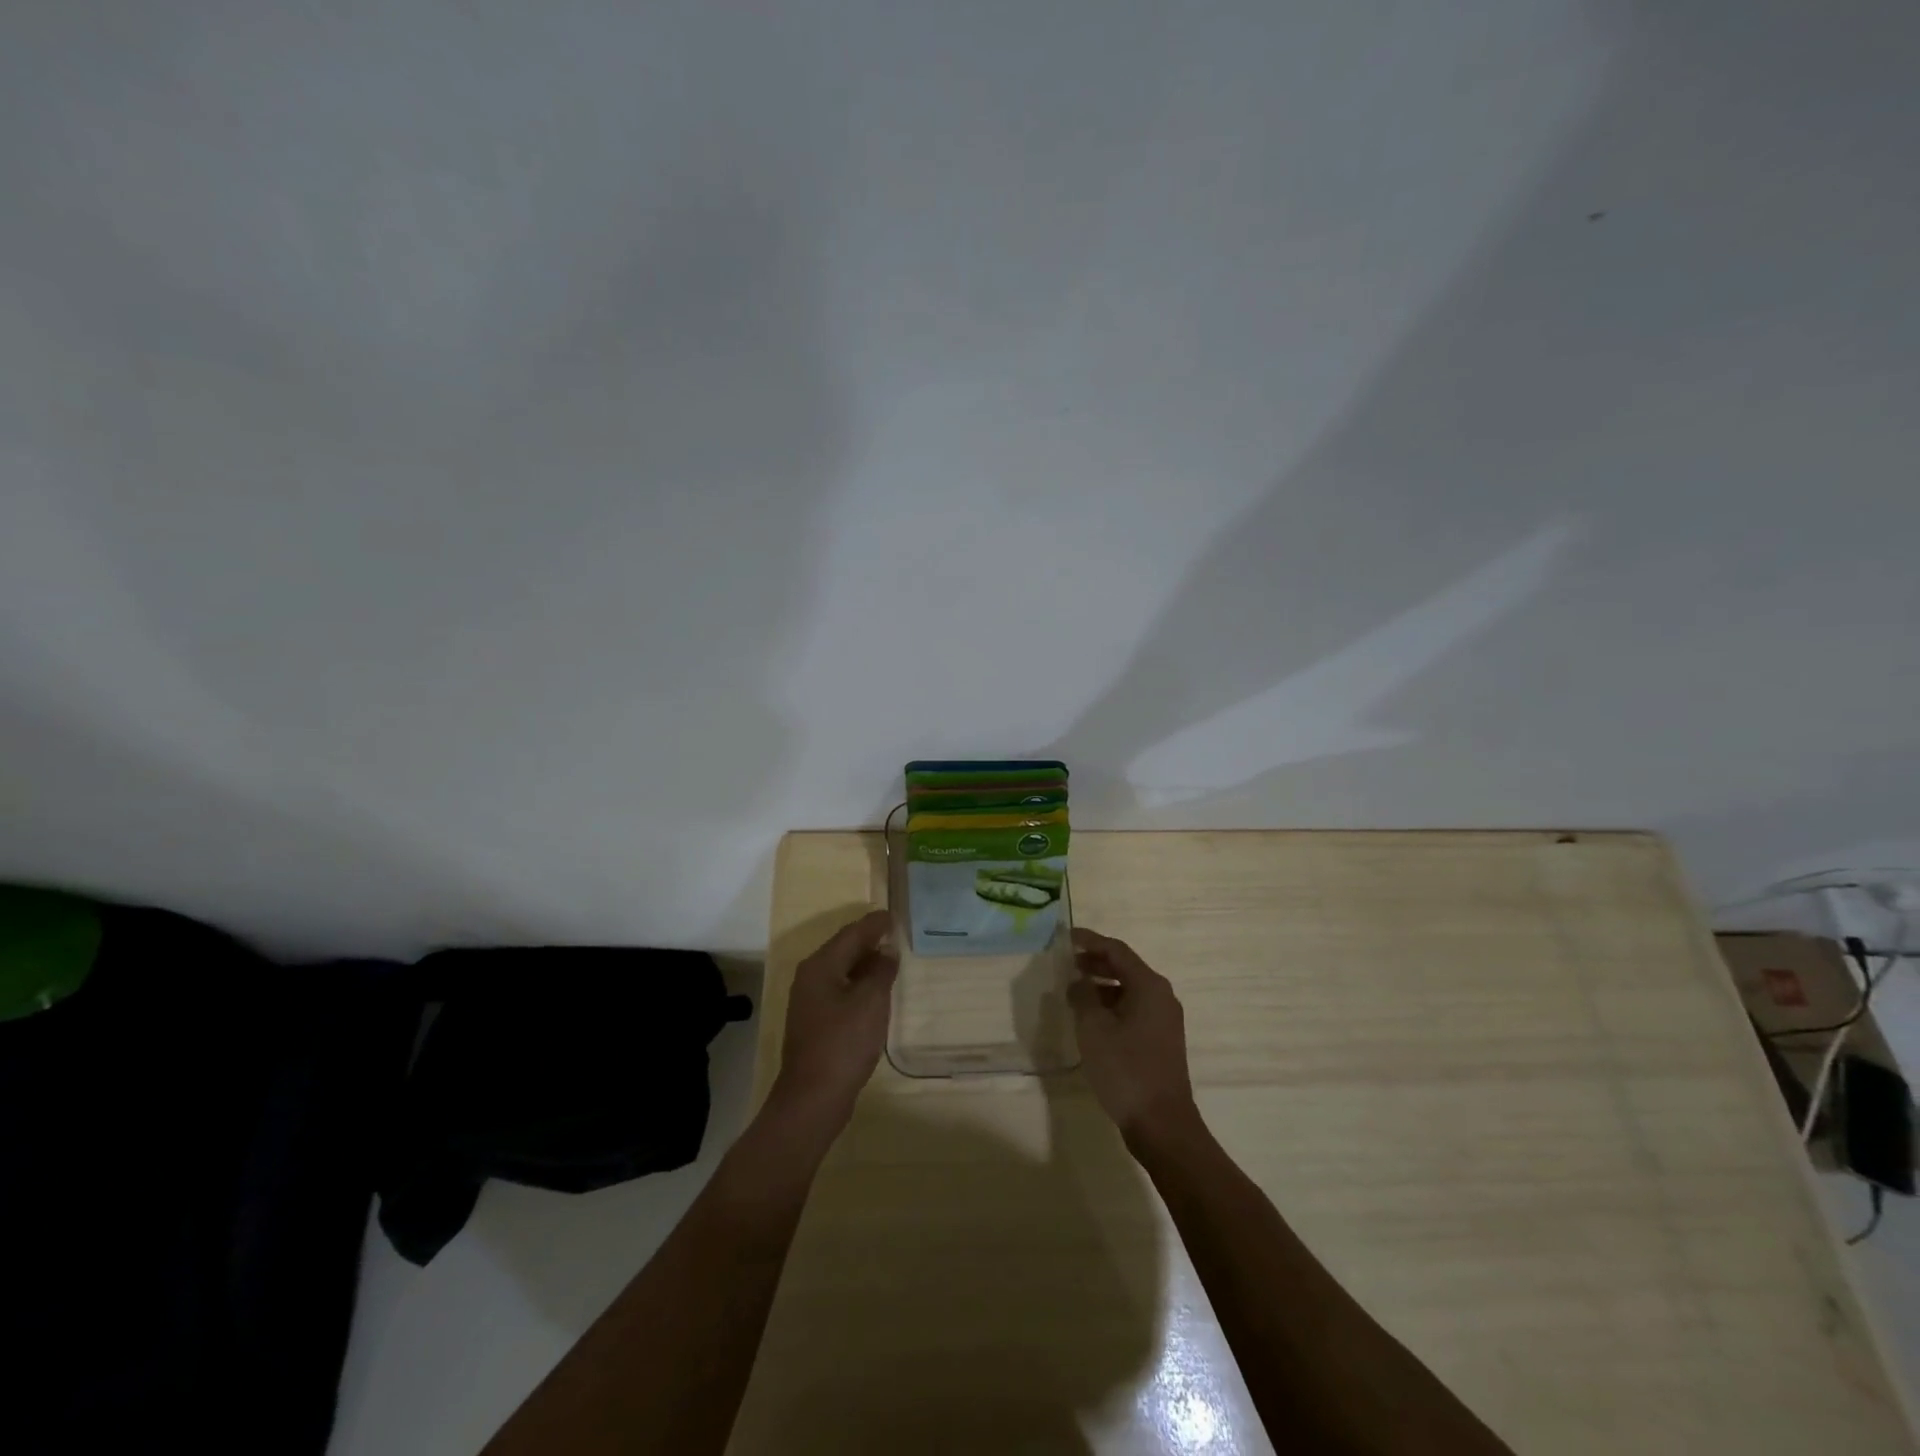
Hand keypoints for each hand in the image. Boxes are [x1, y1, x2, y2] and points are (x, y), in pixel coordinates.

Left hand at [768, 910, 898, 1136]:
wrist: (813, 1098)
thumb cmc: (843, 1043)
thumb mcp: (870, 1002)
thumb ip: (880, 971)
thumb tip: (886, 951)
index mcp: (820, 966)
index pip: (850, 934)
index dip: (873, 923)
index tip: (892, 915)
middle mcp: (810, 978)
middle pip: (842, 949)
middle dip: (867, 940)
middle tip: (892, 932)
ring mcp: (809, 1002)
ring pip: (840, 970)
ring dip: (863, 962)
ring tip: (888, 957)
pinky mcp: (815, 1023)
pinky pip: (839, 990)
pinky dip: (858, 983)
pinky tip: (874, 991)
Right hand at [1068, 928, 1200, 1145]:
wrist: (1161, 1124)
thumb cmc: (1125, 1069)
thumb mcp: (1094, 1028)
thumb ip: (1083, 996)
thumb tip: (1078, 981)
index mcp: (1149, 986)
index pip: (1116, 950)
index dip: (1090, 940)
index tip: (1065, 937)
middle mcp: (1161, 996)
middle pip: (1125, 967)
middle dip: (1095, 962)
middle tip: (1066, 962)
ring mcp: (1163, 1019)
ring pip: (1129, 989)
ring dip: (1101, 985)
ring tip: (1073, 990)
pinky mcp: (1160, 1040)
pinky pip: (1133, 1008)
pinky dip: (1111, 1004)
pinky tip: (1091, 1017)